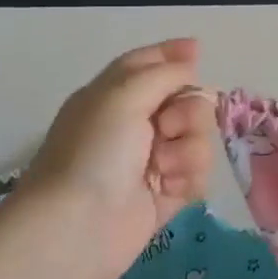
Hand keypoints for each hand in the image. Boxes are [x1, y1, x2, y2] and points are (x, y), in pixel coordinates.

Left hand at [11, 39, 213, 278]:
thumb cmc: (95, 152)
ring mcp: (152, 160)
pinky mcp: (166, 194)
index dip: (174, 54)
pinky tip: (169, 190)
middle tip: (167, 127)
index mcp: (115, 94)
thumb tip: (190, 64)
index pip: (149, 63)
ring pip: (199, 139)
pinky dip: (189, 178)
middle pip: (187, 101)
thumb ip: (163, 73)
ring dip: (188, 150)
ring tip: (162, 169)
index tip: (198, 51)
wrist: (78, 227)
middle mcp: (134, 123)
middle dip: (189, 112)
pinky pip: (199, 174)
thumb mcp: (123, 94)